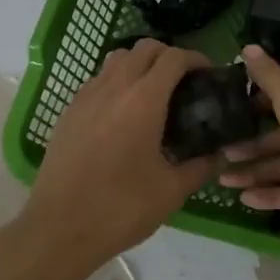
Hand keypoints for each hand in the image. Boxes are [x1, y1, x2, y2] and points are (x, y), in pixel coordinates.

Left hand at [20, 39, 219, 272]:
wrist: (58, 230)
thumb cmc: (120, 208)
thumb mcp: (171, 191)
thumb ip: (201, 167)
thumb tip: (221, 155)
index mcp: (144, 99)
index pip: (174, 57)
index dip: (195, 59)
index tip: (208, 74)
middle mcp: (115, 87)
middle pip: (145, 48)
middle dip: (168, 56)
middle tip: (183, 82)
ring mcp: (87, 96)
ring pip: (118, 59)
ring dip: (140, 64)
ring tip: (152, 93)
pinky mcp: (69, 112)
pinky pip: (98, 80)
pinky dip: (116, 82)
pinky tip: (122, 114)